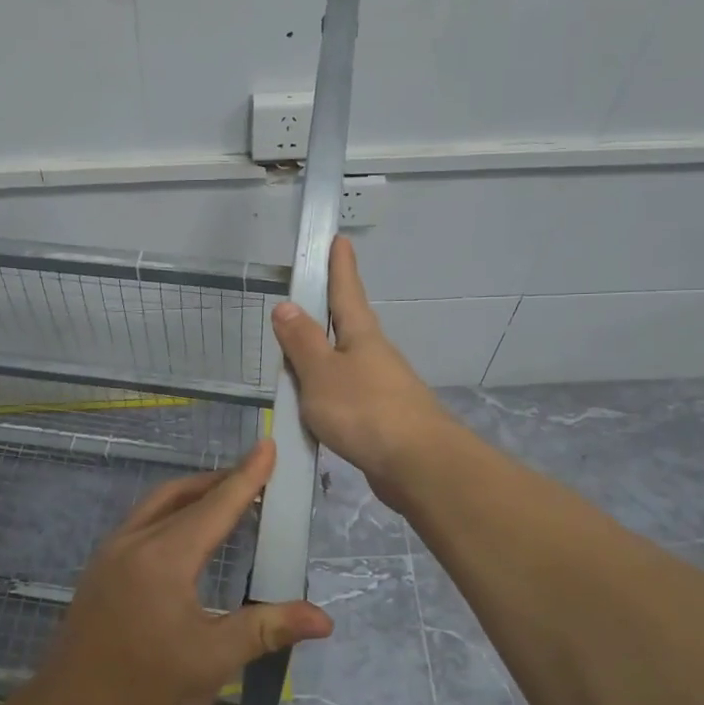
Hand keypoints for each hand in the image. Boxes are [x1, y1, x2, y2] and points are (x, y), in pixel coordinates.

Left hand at [39, 441, 334, 704]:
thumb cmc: (147, 686)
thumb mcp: (214, 659)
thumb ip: (267, 629)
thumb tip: (323, 620)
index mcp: (165, 557)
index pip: (217, 506)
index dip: (247, 476)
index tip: (268, 445)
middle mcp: (136, 541)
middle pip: (185, 495)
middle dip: (222, 481)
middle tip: (256, 478)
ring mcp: (112, 550)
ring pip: (158, 503)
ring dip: (194, 493)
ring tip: (225, 499)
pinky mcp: (100, 565)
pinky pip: (142, 520)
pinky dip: (171, 510)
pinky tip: (184, 534)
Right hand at [271, 236, 452, 503]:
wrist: (417, 465)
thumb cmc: (364, 411)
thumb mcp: (321, 373)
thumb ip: (302, 342)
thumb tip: (286, 306)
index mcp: (361, 336)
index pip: (347, 291)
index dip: (340, 267)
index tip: (339, 239)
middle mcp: (375, 355)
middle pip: (348, 326)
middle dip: (329, 312)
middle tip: (306, 300)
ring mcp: (383, 387)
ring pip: (347, 363)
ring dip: (326, 357)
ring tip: (298, 360)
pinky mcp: (382, 418)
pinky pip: (348, 396)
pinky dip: (329, 393)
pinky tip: (316, 408)